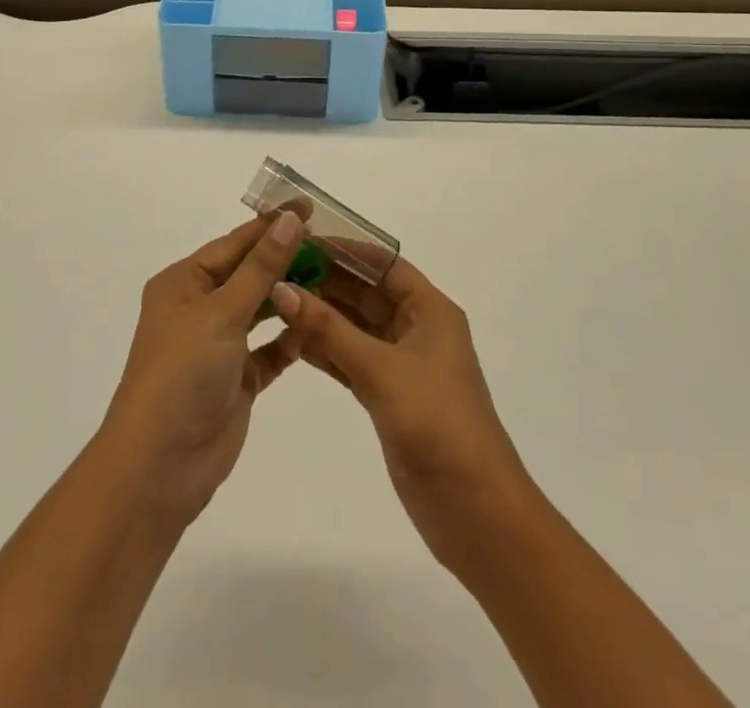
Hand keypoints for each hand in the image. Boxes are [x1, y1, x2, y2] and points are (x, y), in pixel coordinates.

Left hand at [100, 208, 308, 522]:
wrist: (161, 464)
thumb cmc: (183, 372)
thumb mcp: (222, 311)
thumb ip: (261, 267)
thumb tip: (290, 220)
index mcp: (183, 283)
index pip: (234, 244)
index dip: (271, 225)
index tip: (309, 208)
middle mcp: (198, 309)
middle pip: (247, 274)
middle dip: (284, 260)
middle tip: (331, 246)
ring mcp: (217, 346)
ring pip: (259, 311)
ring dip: (289, 298)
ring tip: (331, 280)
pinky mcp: (236, 381)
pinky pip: (268, 352)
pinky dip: (288, 341)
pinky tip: (314, 330)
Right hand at [270, 257, 531, 574]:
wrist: (475, 511)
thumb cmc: (436, 424)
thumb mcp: (380, 369)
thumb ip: (329, 328)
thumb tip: (282, 287)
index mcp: (429, 310)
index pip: (382, 263)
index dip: (344, 248)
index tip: (300, 238)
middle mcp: (416, 328)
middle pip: (365, 292)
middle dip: (325, 281)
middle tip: (276, 270)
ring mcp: (402, 363)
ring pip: (355, 326)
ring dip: (320, 316)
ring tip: (274, 301)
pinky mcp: (388, 395)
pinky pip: (350, 358)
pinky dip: (324, 350)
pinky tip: (290, 341)